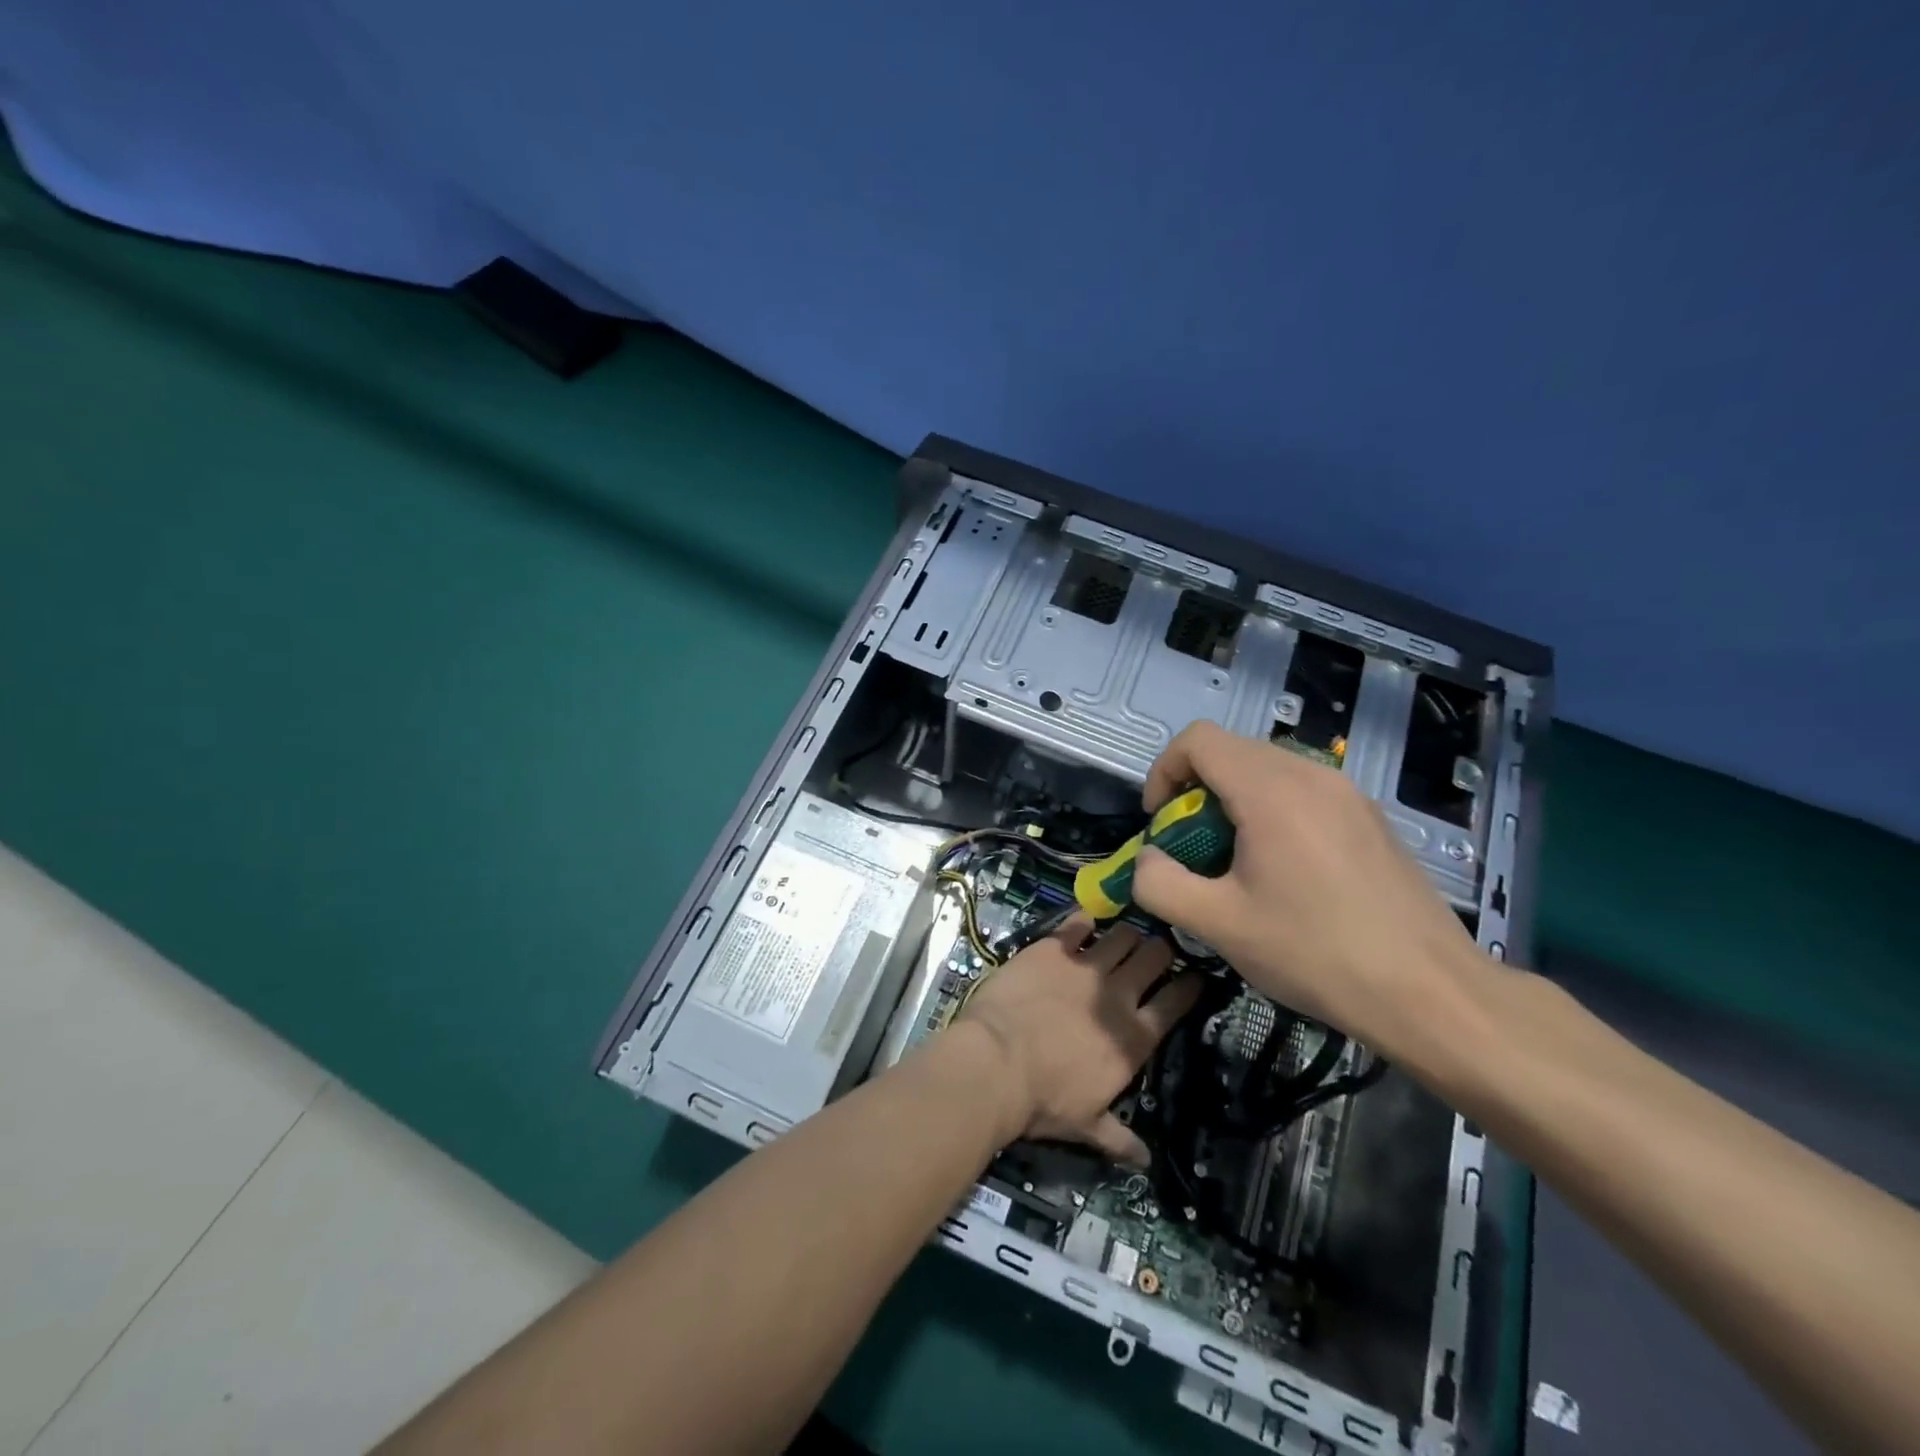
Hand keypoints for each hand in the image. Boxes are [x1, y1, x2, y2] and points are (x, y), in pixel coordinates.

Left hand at [956, 917, 1198, 1166]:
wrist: (995, 1063)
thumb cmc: (1043, 1101)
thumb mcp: (1086, 1126)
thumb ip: (1119, 1138)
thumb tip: (1145, 1161)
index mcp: (1134, 1038)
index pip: (1176, 1003)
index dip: (1189, 986)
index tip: (1194, 976)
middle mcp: (1117, 994)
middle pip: (1154, 957)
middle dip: (1160, 950)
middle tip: (1154, 950)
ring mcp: (1085, 966)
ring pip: (1122, 934)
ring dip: (1127, 932)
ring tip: (1124, 932)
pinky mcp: (1052, 948)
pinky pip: (1077, 922)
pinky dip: (1085, 919)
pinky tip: (1086, 918)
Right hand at [1131, 721, 1485, 1053]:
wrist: (1430, 992)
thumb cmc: (1316, 953)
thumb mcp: (1218, 925)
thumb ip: (1160, 883)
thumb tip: (1148, 859)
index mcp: (1271, 790)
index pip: (1198, 739)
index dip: (1164, 771)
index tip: (1161, 822)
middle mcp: (1312, 775)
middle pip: (1232, 751)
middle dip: (1195, 790)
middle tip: (1193, 847)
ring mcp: (1348, 794)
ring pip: (1269, 769)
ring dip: (1234, 801)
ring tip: (1236, 861)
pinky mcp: (1370, 817)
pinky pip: (1304, 791)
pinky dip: (1273, 811)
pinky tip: (1286, 871)